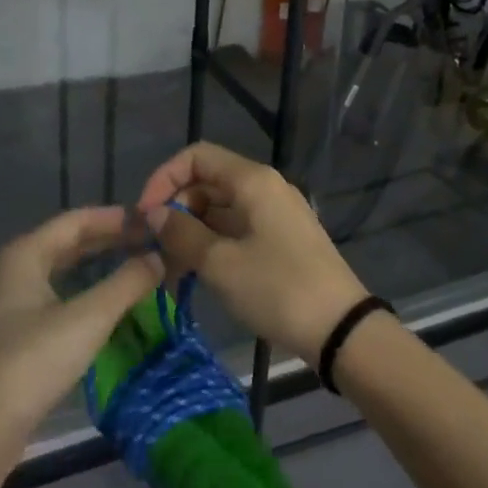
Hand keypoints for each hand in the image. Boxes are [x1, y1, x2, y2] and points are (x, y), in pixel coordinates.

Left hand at [0, 206, 164, 441]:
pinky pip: (60, 293)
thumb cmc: (36, 359)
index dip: (116, 217)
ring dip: (101, 265)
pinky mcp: (19, 329)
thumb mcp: (90, 317)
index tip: (152, 220)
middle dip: (111, 240)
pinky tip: (113, 300)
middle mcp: (16, 268)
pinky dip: (88, 289)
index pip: (77, 220)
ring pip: (65, 269)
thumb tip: (160, 258)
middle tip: (152, 243)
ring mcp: (14, 300)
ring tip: (139, 266)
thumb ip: (128, 282)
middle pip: (70, 242)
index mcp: (26, 253)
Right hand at [136, 143, 368, 367]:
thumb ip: (182, 233)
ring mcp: (276, 214)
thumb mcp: (221, 264)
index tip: (146, 215)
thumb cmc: (278, 289)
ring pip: (220, 210)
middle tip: (154, 250)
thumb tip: (156, 214)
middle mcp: (265, 188)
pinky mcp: (282, 240)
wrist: (341, 330)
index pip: (196, 157)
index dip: (164, 179)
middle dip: (176, 211)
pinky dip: (213, 246)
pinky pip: (237, 230)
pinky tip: (195, 276)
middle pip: (207, 183)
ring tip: (169, 272)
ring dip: (191, 234)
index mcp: (252, 181)